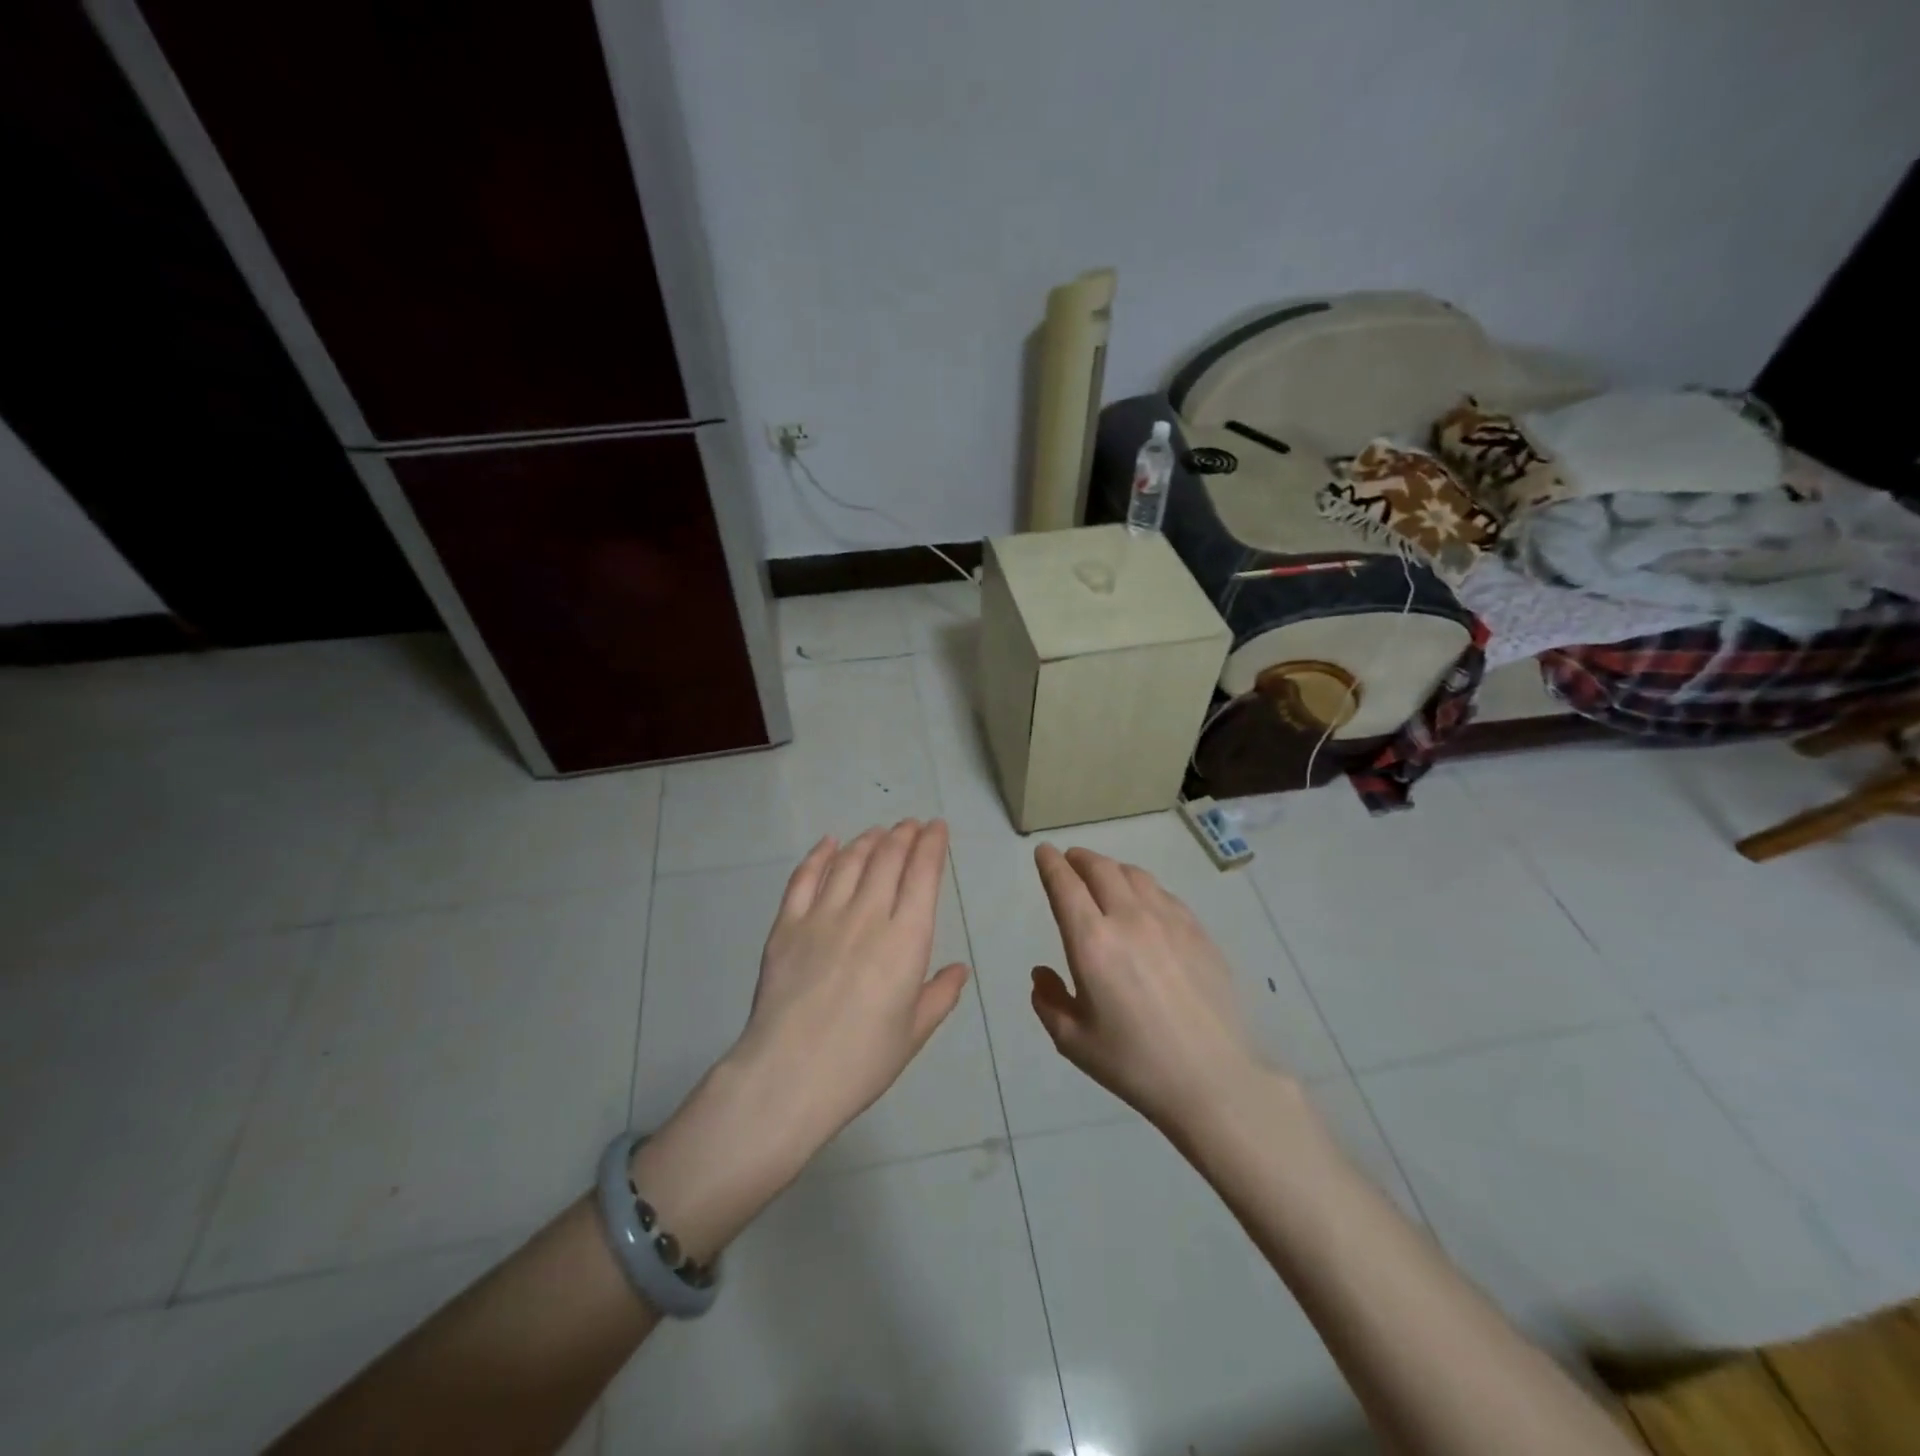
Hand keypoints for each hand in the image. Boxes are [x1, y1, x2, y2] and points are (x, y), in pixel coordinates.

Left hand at [730, 819, 971, 1158]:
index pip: (923, 875)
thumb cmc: (861, 1061)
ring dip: (868, 841)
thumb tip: (959, 969)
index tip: (936, 827)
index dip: (932, 845)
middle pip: (888, 859)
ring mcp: (823, 916)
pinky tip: (829, 843)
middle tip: (910, 824)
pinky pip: (805, 878)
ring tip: (878, 832)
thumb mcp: (913, 1033)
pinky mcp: (787, 925)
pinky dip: (819, 855)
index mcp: (906, 940)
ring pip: (850, 861)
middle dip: (904, 835)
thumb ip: (939, 995)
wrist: (788, 1076)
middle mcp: (867, 916)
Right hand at [1030, 843, 1273, 1134]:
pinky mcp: (1198, 931)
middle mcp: (1129, 918)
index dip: (1051, 864)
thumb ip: (1049, 1001)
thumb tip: (1042, 973)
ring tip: (1104, 876)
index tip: (1043, 852)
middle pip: (1100, 868)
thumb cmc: (1135, 1063)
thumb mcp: (1074, 1042)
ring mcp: (1169, 921)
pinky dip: (1143, 886)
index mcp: (1092, 942)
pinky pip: (1163, 893)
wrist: (1214, 1079)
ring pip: (1134, 875)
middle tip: (1070, 860)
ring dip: (1111, 868)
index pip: (1065, 885)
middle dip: (1079, 858)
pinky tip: (1144, 901)